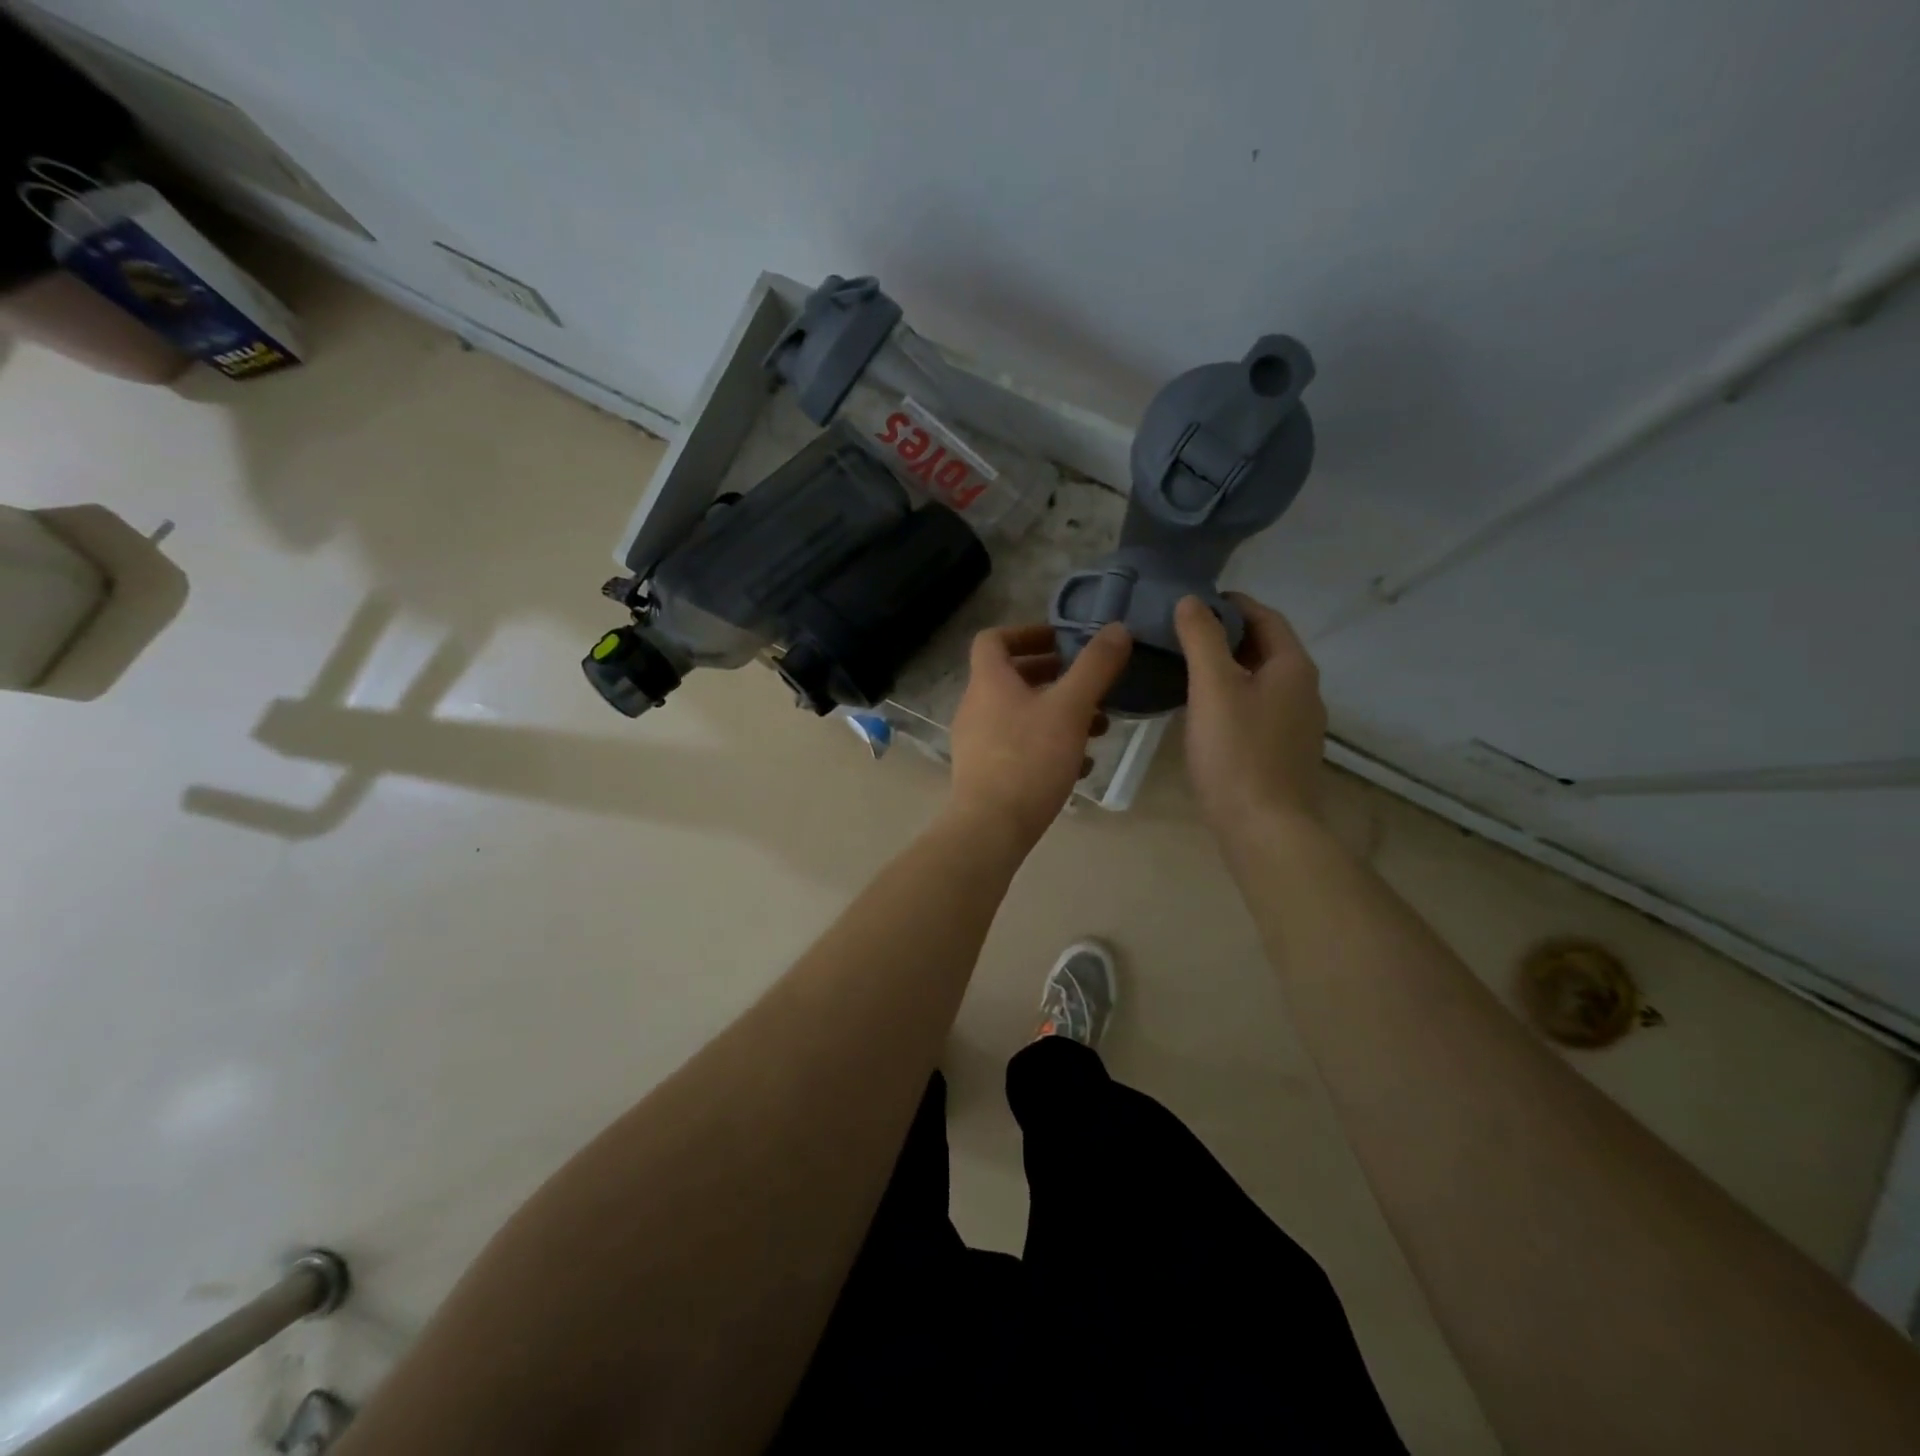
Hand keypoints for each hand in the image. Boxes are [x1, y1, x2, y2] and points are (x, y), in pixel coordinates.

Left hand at [948, 622, 1131, 846]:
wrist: (991, 827)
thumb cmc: (1029, 759)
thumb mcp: (1071, 708)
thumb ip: (1095, 667)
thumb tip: (1117, 628)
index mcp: (989, 682)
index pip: (993, 639)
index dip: (1026, 632)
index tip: (1060, 641)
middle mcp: (976, 706)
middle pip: (1011, 678)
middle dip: (1053, 676)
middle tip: (1087, 683)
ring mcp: (976, 742)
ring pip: (1019, 714)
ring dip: (1057, 713)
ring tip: (1097, 728)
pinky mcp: (984, 772)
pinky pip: (1018, 746)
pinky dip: (1047, 744)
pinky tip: (1079, 765)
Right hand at [1174, 592, 1326, 835]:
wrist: (1264, 828)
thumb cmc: (1237, 752)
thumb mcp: (1213, 687)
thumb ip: (1202, 639)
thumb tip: (1191, 600)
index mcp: (1293, 666)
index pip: (1265, 616)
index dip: (1231, 604)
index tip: (1192, 602)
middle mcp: (1304, 690)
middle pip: (1265, 647)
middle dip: (1227, 634)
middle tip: (1182, 633)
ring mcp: (1298, 724)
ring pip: (1261, 680)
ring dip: (1229, 667)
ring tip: (1186, 667)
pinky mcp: (1285, 751)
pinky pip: (1258, 708)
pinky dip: (1233, 696)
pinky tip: (1205, 711)